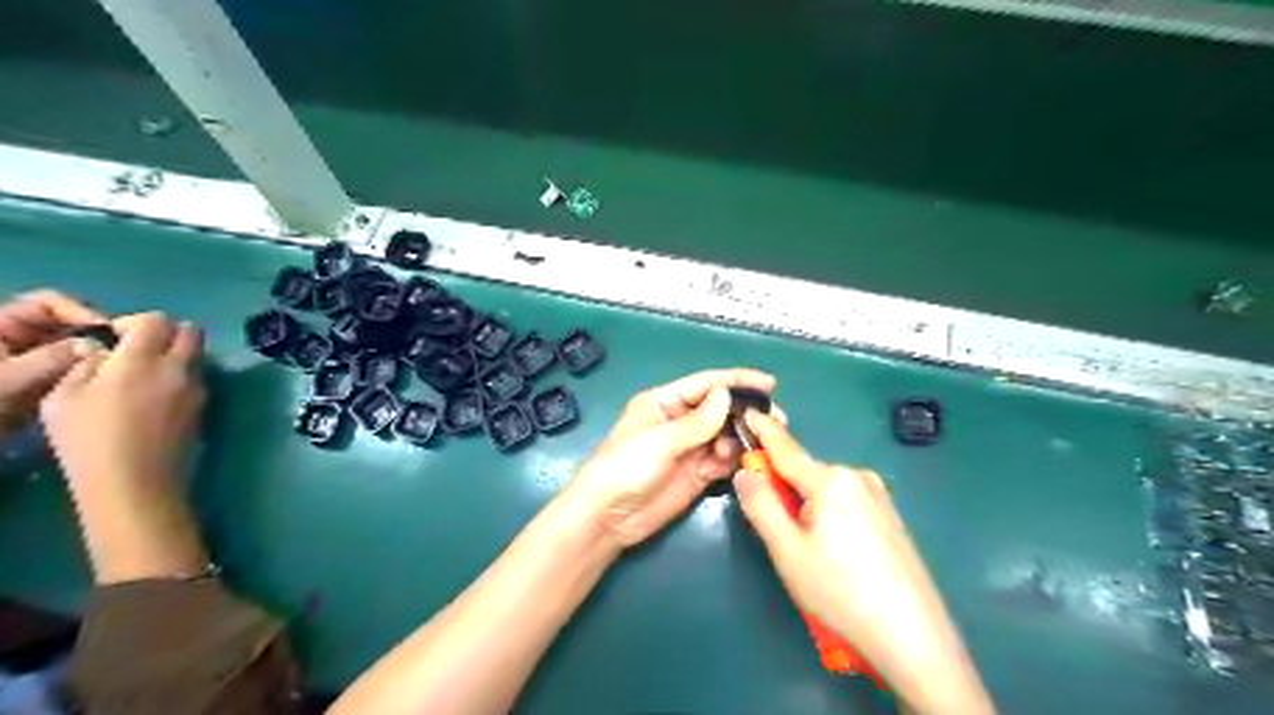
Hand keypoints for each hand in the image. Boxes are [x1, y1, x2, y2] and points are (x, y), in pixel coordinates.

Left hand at [0, 290, 102, 434]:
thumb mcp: (8, 378)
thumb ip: (51, 358)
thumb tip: (96, 346)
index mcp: (1, 324)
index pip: (48, 303)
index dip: (80, 312)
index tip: (108, 333)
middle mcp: (18, 335)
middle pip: (67, 323)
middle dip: (94, 336)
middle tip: (119, 352)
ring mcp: (32, 356)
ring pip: (74, 345)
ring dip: (94, 355)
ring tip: (113, 369)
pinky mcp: (43, 376)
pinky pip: (74, 365)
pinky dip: (88, 371)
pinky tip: (101, 383)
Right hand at [39, 310, 209, 579]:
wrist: (135, 482)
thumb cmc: (89, 441)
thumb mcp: (63, 398)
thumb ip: (86, 366)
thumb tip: (104, 352)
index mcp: (142, 360)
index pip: (158, 319)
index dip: (135, 322)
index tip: (115, 338)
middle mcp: (179, 369)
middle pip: (191, 332)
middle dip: (167, 333)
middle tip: (138, 350)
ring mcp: (198, 388)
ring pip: (198, 355)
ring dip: (178, 355)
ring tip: (146, 376)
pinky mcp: (205, 407)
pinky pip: (198, 379)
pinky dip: (182, 377)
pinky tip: (157, 398)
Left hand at [567, 368, 776, 548]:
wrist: (607, 518)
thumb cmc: (625, 468)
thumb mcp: (660, 440)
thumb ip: (697, 422)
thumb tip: (726, 395)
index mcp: (664, 402)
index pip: (705, 385)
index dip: (736, 381)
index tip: (768, 383)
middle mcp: (679, 421)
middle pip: (719, 409)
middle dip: (745, 412)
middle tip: (775, 420)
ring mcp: (689, 449)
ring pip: (725, 435)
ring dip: (743, 437)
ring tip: (761, 443)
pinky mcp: (696, 474)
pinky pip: (723, 461)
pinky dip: (736, 459)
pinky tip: (747, 460)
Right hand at [738, 410, 992, 714]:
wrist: (913, 637)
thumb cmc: (841, 591)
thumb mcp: (788, 551)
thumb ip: (761, 504)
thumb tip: (745, 471)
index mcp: (830, 480)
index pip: (785, 448)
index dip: (762, 430)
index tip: (747, 411)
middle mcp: (856, 477)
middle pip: (804, 473)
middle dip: (782, 487)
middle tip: (773, 527)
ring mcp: (878, 496)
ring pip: (824, 490)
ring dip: (805, 505)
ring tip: (807, 551)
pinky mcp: (889, 516)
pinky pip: (844, 503)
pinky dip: (826, 515)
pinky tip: (834, 554)